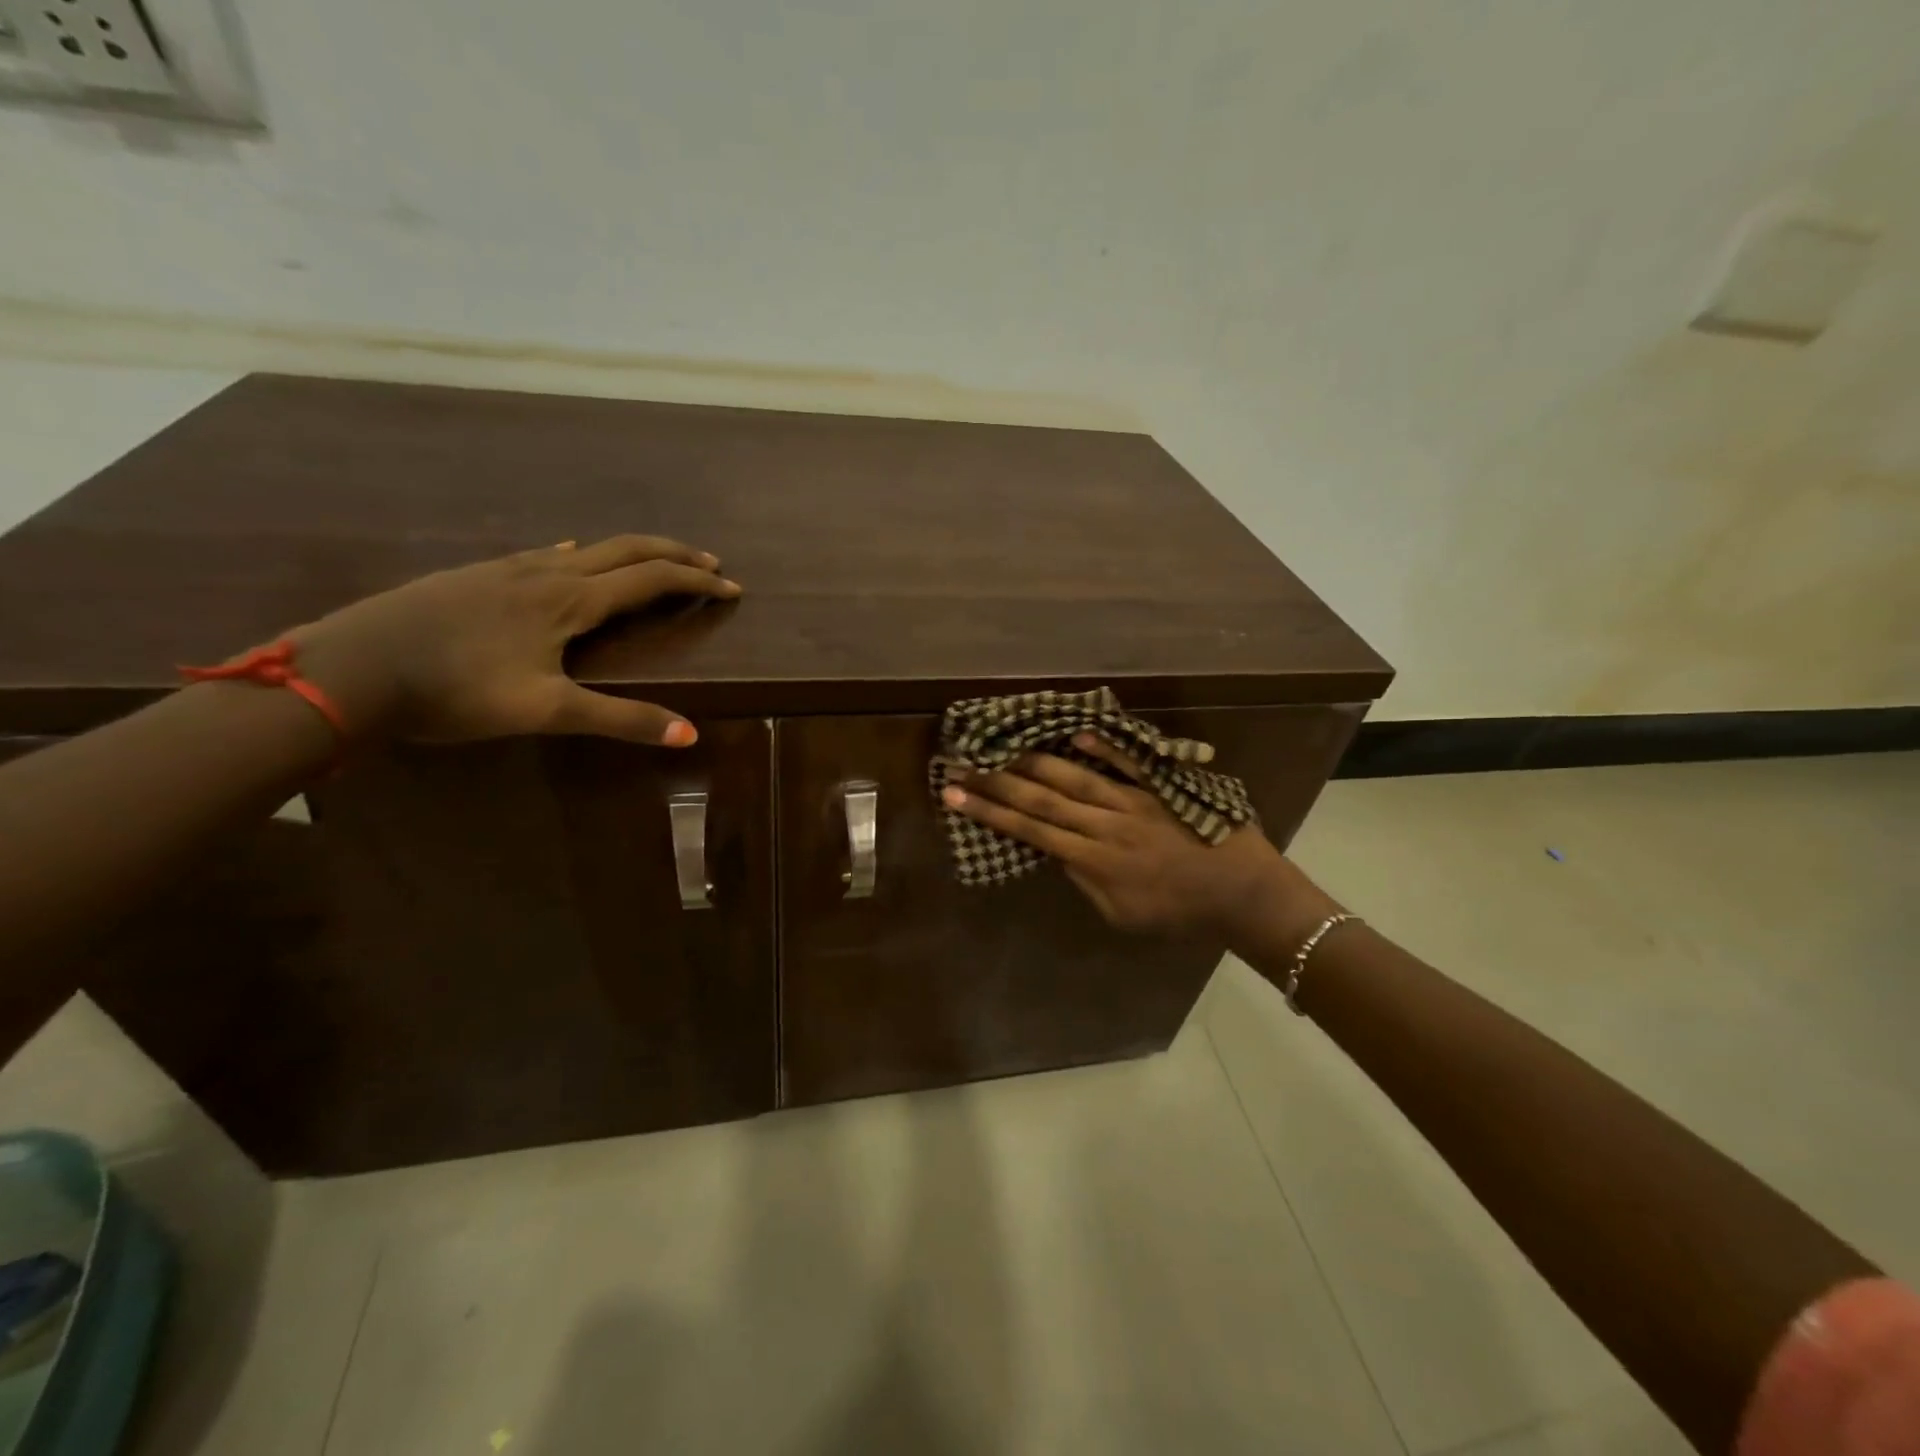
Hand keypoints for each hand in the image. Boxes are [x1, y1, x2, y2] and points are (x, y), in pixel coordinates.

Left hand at [288, 535, 740, 744]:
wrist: (350, 667)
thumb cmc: (455, 690)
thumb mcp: (544, 711)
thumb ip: (619, 719)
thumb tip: (690, 734)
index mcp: (570, 601)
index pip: (651, 579)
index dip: (696, 580)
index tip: (732, 586)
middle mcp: (547, 572)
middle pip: (625, 549)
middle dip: (673, 552)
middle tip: (709, 561)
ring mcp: (508, 569)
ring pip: (587, 547)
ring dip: (631, 552)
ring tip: (655, 562)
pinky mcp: (477, 575)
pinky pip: (547, 553)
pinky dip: (581, 553)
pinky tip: (567, 556)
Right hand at [942, 734, 1332, 938]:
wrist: (1243, 894)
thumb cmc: (1181, 914)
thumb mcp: (1124, 915)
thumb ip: (1087, 882)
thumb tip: (1055, 852)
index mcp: (1095, 861)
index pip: (1031, 831)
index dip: (990, 812)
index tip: (955, 794)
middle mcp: (1106, 825)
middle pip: (1042, 799)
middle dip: (997, 781)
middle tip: (961, 762)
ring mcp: (1134, 800)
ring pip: (1075, 777)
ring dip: (1035, 761)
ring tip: (1001, 745)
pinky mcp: (1160, 786)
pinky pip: (1126, 763)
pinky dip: (1100, 748)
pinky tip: (1073, 734)